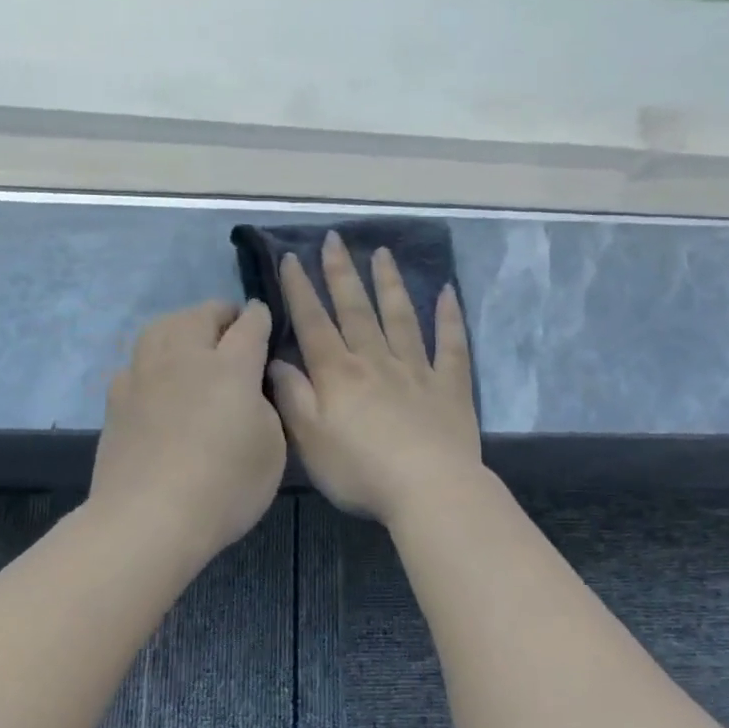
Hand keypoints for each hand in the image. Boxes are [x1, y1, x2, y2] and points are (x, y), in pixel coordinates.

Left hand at [89, 300, 286, 568]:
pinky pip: (136, 361)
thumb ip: (266, 407)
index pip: (249, 326)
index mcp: (230, 367)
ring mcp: (144, 375)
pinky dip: (152, 359)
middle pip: (200, 315)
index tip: (264, 317)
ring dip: (182, 325)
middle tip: (231, 327)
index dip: (260, 318)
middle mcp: (185, 358)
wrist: (149, 519)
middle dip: (220, 314)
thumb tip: (251, 387)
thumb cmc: (224, 487)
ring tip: (191, 339)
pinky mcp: (116, 398)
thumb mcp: (273, 449)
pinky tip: (156, 378)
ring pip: (161, 327)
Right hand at [267, 232, 481, 527]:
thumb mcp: (310, 440)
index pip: (314, 323)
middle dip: (342, 273)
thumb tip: (277, 360)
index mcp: (339, 374)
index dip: (300, 290)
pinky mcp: (450, 386)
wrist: (428, 488)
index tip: (291, 258)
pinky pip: (451, 345)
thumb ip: (293, 397)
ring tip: (383, 253)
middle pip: (356, 310)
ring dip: (389, 284)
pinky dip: (449, 317)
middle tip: (336, 239)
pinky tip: (447, 292)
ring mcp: (417, 370)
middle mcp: (376, 361)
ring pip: (401, 317)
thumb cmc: (360, 470)